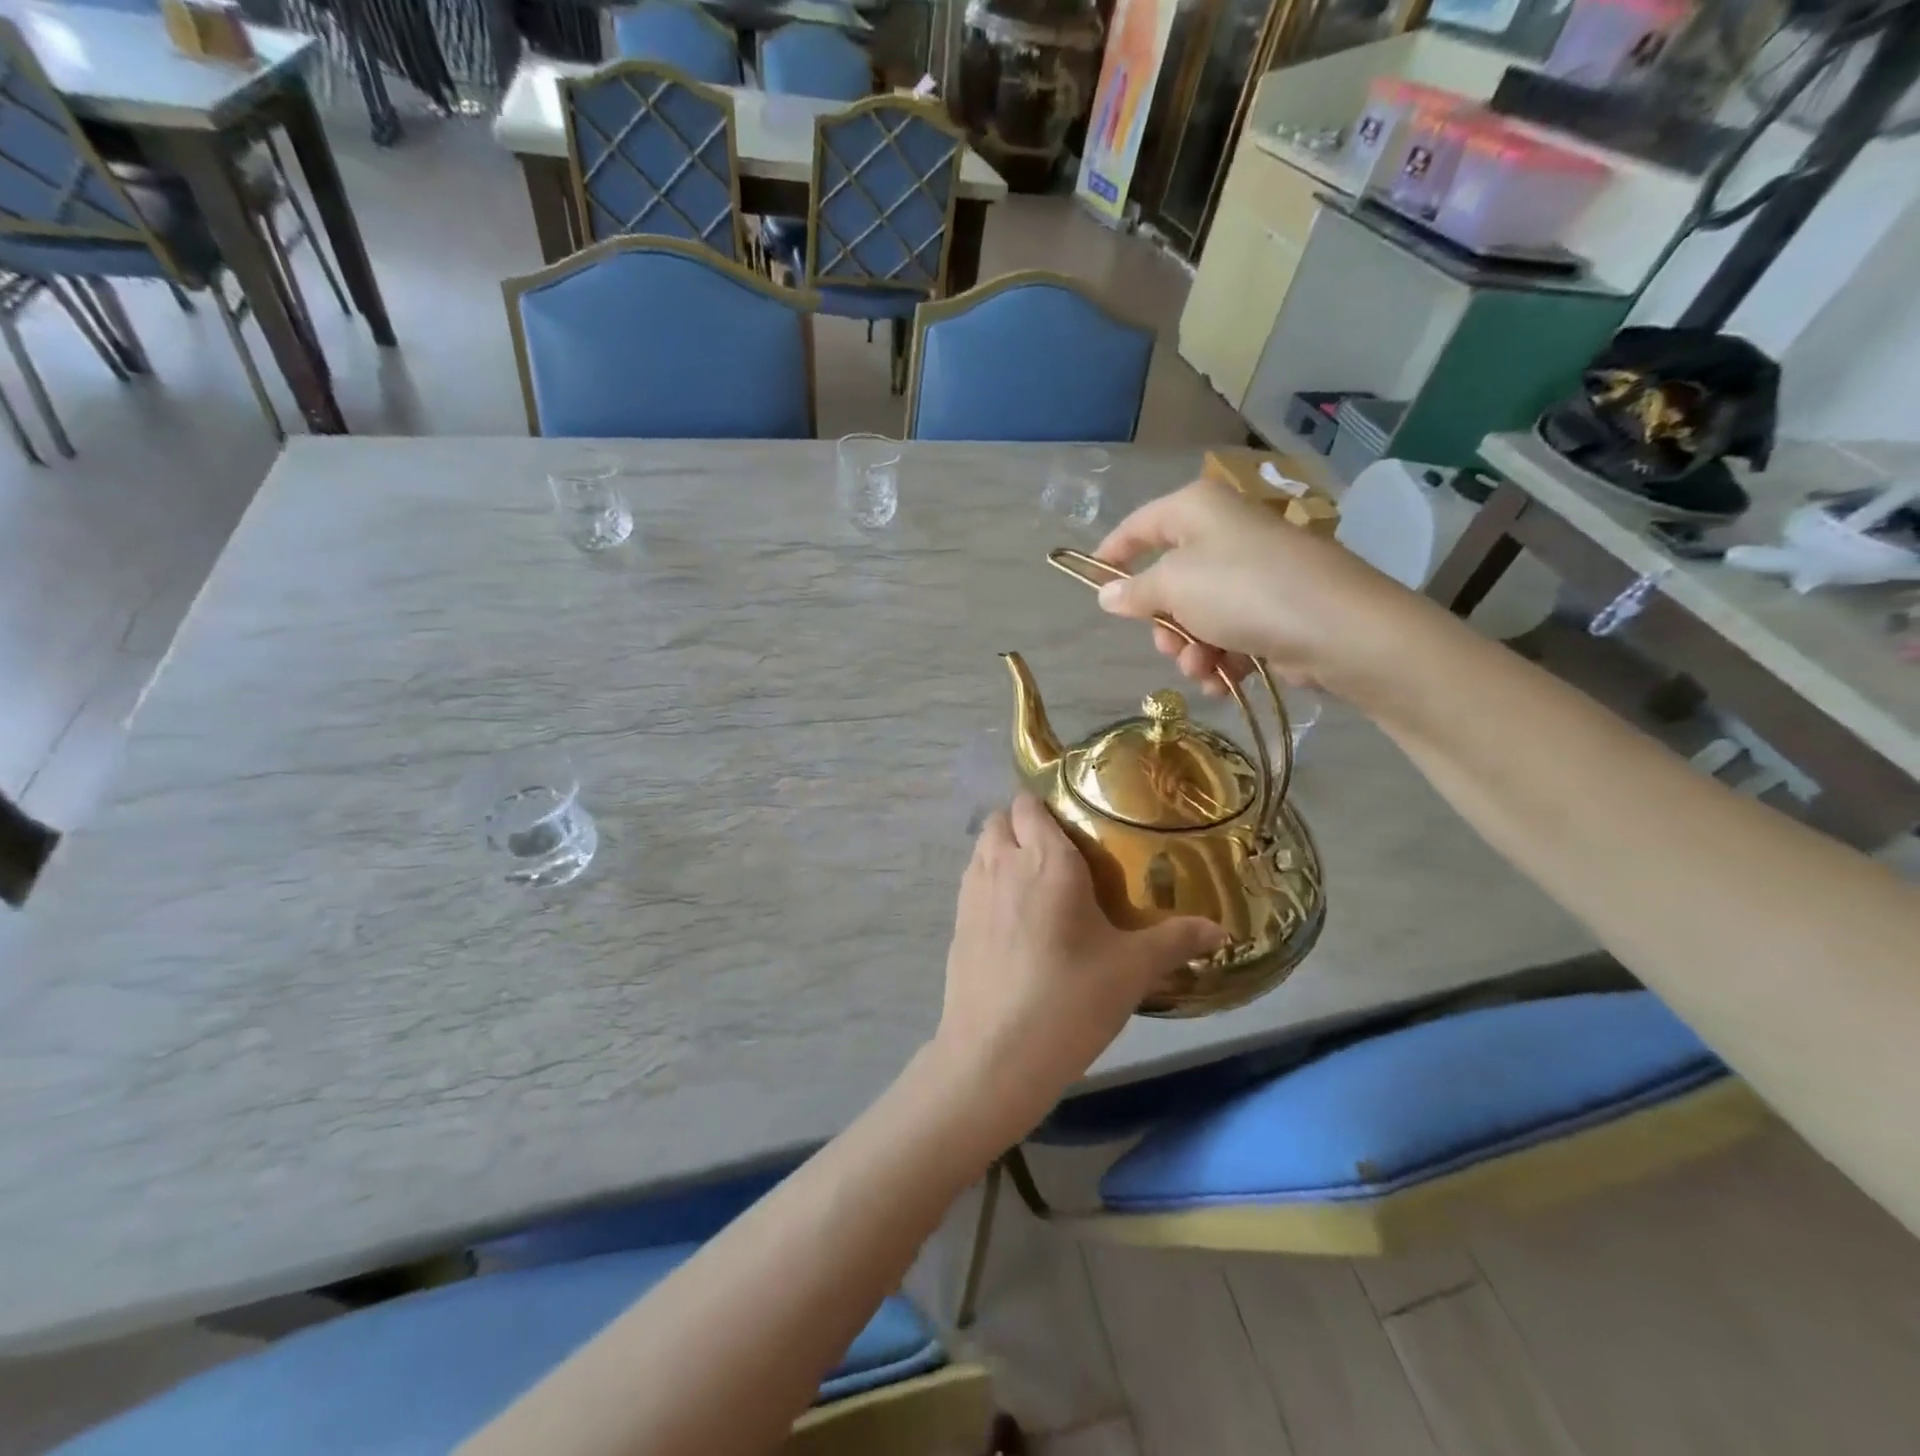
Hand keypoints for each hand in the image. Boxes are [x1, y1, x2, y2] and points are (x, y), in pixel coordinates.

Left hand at [929, 794, 1224, 1148]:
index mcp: (1046, 860)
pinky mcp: (956, 924)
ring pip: (982, 849)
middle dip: (1025, 825)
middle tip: (1060, 855)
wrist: (996, 1055)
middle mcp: (1002, 864)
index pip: (1031, 804)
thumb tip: (1220, 930)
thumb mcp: (1132, 970)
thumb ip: (1176, 941)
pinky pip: (972, 882)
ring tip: (1037, 884)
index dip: (1048, 807)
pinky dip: (989, 884)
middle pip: (1002, 819)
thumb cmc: (1070, 999)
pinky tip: (1014, 921)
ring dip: (1003, 851)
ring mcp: (971, 893)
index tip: (1077, 824)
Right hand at [1091, 478, 1424, 699]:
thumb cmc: (1244, 591)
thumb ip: (1134, 592)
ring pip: (1198, 613)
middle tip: (1168, 645)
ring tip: (1202, 669)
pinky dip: (1221, 659)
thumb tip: (1106, 594)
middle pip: (1170, 578)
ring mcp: (1254, 572)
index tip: (1091, 582)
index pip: (1140, 524)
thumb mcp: (1174, 586)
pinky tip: (1222, 681)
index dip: (1112, 552)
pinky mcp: (1275, 609)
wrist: (1337, 628)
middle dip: (1163, 622)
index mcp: (1198, 510)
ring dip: (1191, 649)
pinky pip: (1229, 632)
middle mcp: (1226, 533)